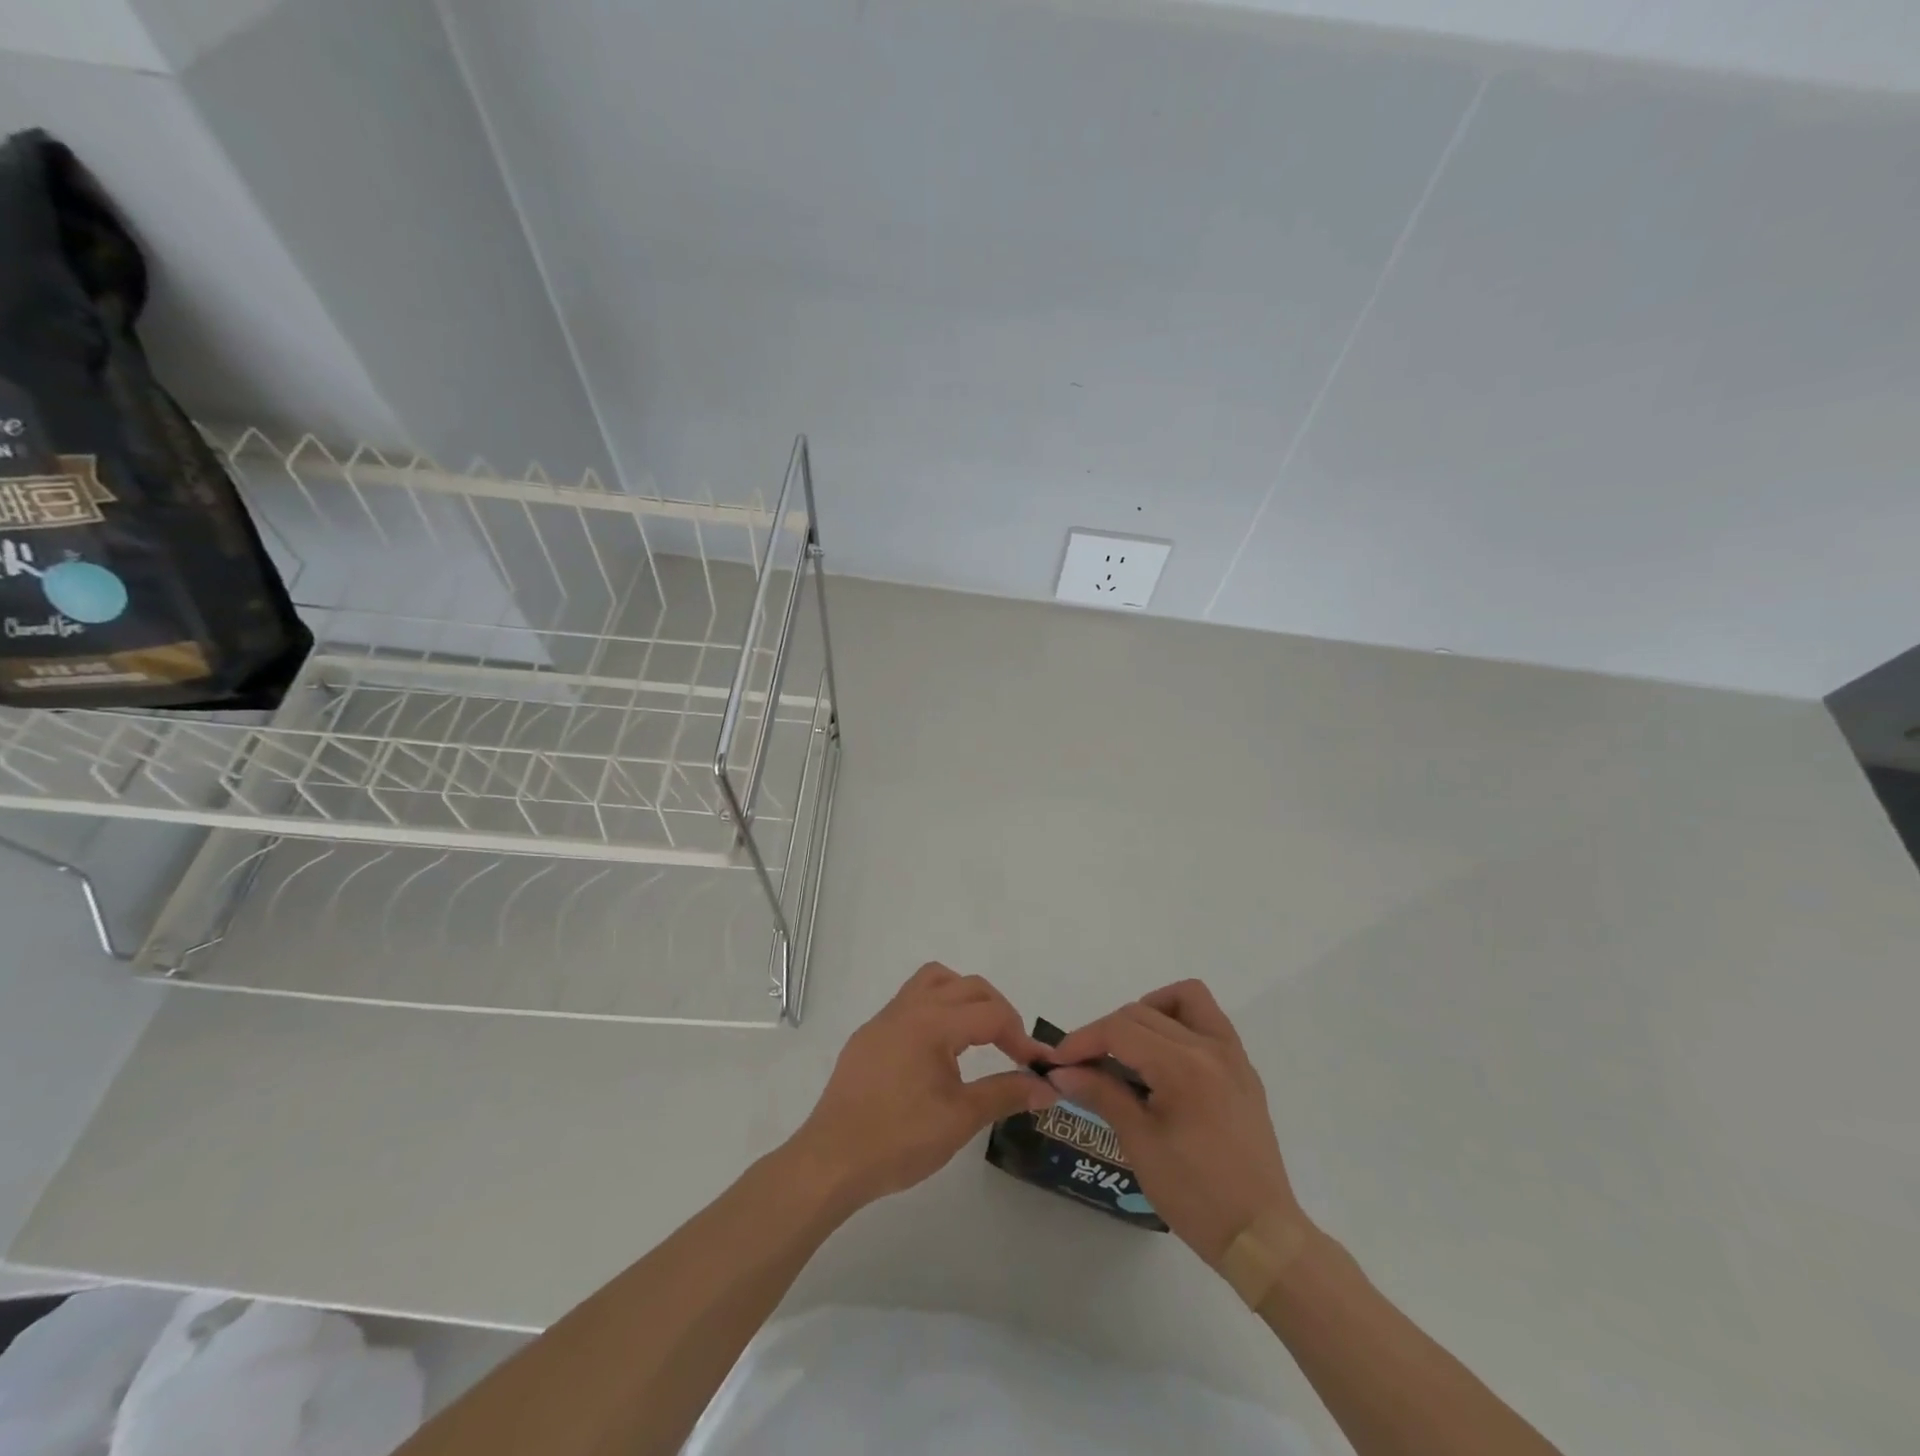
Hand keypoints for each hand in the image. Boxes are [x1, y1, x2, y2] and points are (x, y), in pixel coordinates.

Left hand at [790, 963, 1056, 1210]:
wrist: (832, 1160)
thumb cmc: (899, 1139)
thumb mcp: (961, 1118)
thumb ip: (1006, 1094)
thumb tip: (1048, 1086)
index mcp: (932, 1022)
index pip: (991, 1013)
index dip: (1020, 1037)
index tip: (1036, 1067)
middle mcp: (908, 1008)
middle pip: (966, 986)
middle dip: (997, 1010)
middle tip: (1013, 1048)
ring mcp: (884, 1019)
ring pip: (933, 981)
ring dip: (962, 997)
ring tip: (977, 1034)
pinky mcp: (869, 1036)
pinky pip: (910, 1002)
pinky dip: (935, 1010)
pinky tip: (938, 1052)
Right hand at [1048, 981, 1303, 1266]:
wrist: (1261, 1236)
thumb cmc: (1195, 1195)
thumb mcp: (1140, 1143)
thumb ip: (1101, 1094)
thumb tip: (1061, 1072)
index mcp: (1183, 1066)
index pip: (1119, 1030)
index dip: (1081, 1040)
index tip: (1056, 1062)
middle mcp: (1210, 1047)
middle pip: (1142, 1012)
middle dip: (1106, 1032)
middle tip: (1084, 1066)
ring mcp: (1232, 1055)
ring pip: (1185, 999)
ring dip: (1149, 1011)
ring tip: (1129, 1048)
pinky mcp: (1243, 1069)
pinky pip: (1208, 1021)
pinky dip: (1180, 1023)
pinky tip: (1162, 1060)